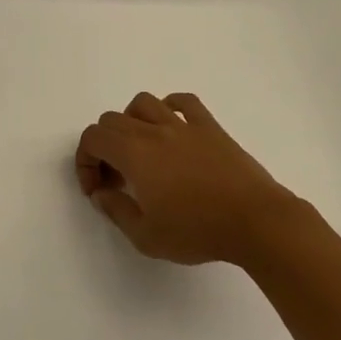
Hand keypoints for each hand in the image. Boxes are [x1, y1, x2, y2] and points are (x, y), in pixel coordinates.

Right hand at [75, 91, 301, 265]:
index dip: (85, 162)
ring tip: (141, 149)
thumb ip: (117, 211)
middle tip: (118, 178)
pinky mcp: (210, 127)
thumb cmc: (197, 231)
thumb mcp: (146, 237)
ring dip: (132, 121)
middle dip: (105, 146)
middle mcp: (153, 131)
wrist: (255, 221)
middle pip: (113, 119)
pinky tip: (172, 127)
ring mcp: (183, 125)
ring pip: (144, 103)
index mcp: (133, 153)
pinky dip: (170, 107)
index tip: (98, 190)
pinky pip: (184, 102)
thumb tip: (102, 194)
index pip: (93, 138)